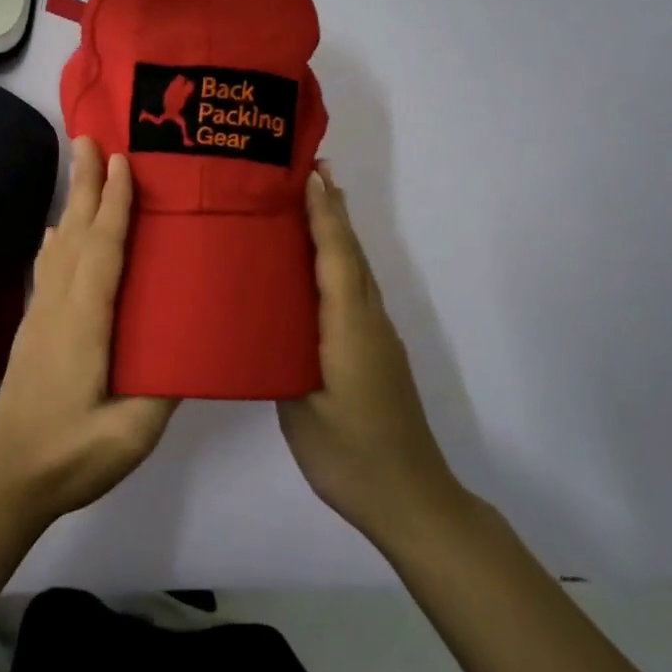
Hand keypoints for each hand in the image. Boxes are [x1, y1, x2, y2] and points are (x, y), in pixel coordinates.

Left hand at [0, 138, 178, 526]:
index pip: (102, 251)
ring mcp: (41, 317)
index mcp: (84, 324)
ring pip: (59, 247)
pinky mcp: (34, 329)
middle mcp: (59, 308)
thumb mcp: (131, 433)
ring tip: (80, 167)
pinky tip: (59, 230)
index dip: (114, 205)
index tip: (123, 162)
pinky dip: (57, 239)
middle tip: (91, 138)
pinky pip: (49, 268)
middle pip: (75, 234)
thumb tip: (194, 344)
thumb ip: (164, 387)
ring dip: (71, 203)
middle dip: (85, 184)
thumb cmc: (72, 456)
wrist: (9, 479)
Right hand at [277, 163, 465, 546]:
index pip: (337, 258)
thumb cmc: (350, 455)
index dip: (323, 215)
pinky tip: (318, 271)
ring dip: (338, 235)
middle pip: (352, 255)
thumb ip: (281, 359)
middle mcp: (370, 323)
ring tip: (311, 205)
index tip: (310, 174)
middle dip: (333, 211)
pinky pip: (356, 294)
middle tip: (308, 172)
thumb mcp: (301, 408)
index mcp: (350, 329)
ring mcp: (378, 339)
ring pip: (357, 273)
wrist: (411, 499)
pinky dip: (340, 266)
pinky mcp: (377, 354)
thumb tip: (260, 325)